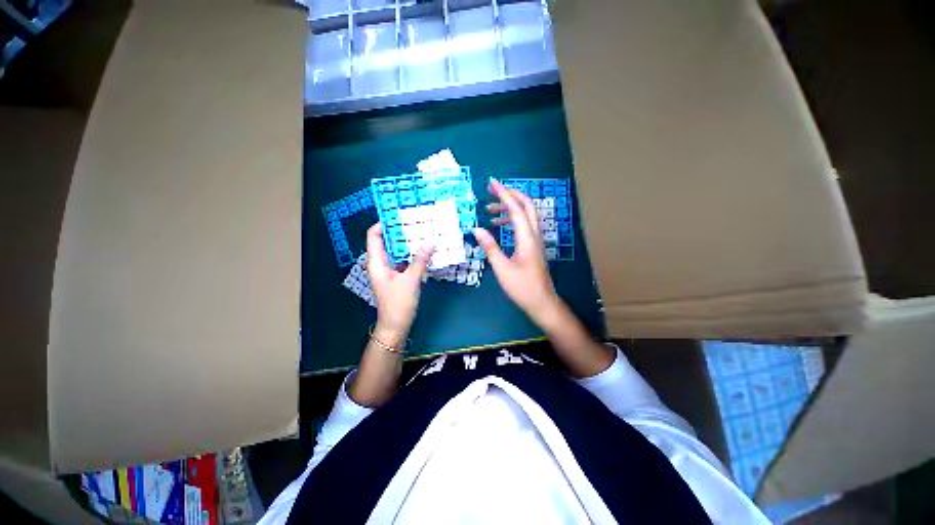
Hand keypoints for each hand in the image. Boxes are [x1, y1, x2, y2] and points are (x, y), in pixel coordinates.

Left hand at [366, 223, 432, 344]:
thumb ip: (420, 261)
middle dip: (399, 231)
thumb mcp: (411, 281)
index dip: (383, 223)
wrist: (396, 326)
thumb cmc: (398, 304)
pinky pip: (403, 260)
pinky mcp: (397, 276)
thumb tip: (430, 242)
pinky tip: (424, 251)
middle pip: (386, 241)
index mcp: (376, 262)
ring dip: (407, 243)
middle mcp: (380, 263)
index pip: (373, 236)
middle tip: (415, 221)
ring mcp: (389, 270)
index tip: (398, 214)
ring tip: (422, 233)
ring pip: (396, 251)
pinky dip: (412, 254)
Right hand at [473, 179, 560, 324]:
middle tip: (492, 191)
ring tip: (490, 210)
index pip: (516, 208)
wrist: (542, 302)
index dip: (504, 194)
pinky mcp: (534, 246)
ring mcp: (536, 240)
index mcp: (526, 238)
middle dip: (510, 194)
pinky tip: (500, 226)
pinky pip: (524, 225)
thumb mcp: (502, 268)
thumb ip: (490, 247)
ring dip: (510, 208)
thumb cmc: (521, 287)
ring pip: (526, 215)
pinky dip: (512, 220)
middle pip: (526, 206)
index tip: (492, 183)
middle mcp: (534, 234)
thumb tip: (477, 229)